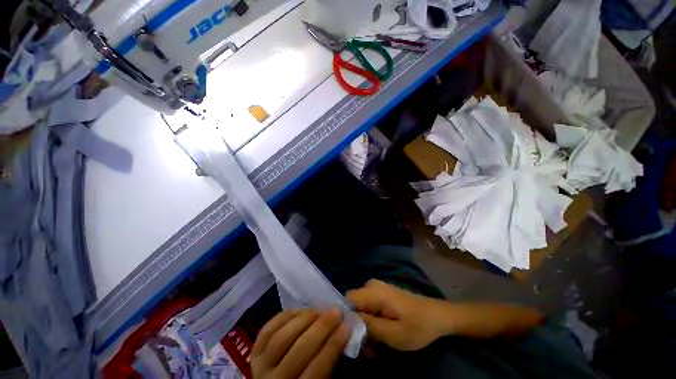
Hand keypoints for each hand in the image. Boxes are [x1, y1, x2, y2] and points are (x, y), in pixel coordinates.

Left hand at [252, 308, 349, 378]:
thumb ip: (329, 361)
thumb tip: (341, 331)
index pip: (318, 367)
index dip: (334, 344)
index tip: (346, 324)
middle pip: (300, 349)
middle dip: (322, 326)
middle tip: (336, 311)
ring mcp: (260, 366)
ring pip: (283, 337)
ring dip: (304, 318)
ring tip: (319, 309)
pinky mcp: (253, 352)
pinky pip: (268, 329)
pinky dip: (285, 316)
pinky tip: (299, 310)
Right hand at [346, 280, 448, 350]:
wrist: (438, 316)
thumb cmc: (418, 326)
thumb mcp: (394, 333)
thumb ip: (369, 326)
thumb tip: (349, 321)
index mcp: (374, 292)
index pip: (348, 300)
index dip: (345, 319)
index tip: (351, 339)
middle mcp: (372, 286)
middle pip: (354, 305)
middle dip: (356, 327)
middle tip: (365, 349)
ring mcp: (378, 289)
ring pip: (361, 308)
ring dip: (364, 328)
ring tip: (373, 349)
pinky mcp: (383, 295)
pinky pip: (369, 307)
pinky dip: (371, 323)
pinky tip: (379, 338)